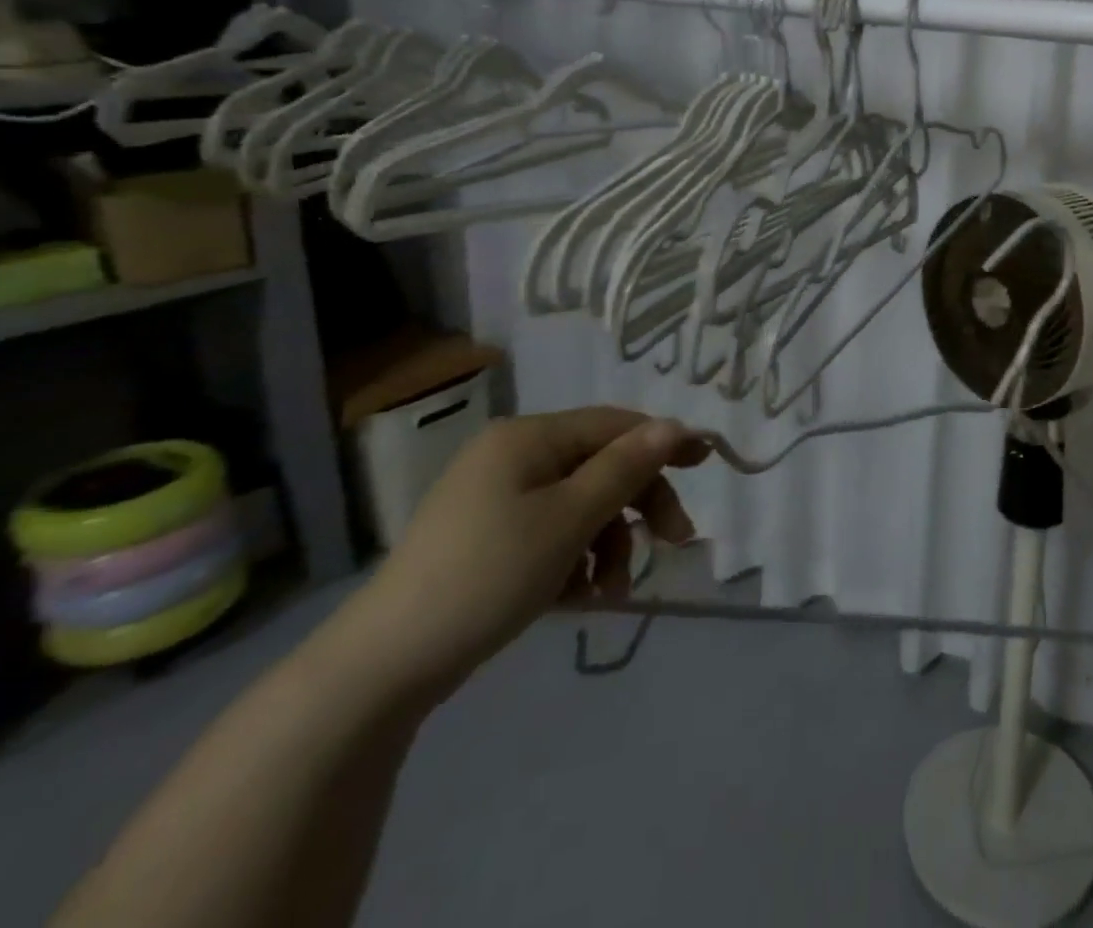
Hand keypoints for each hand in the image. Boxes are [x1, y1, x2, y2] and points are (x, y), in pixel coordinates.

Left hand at [337, 407, 708, 702]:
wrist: (384, 667)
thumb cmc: (489, 575)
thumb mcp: (570, 519)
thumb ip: (626, 468)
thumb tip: (675, 425)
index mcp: (528, 438)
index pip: (615, 424)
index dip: (664, 441)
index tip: (707, 464)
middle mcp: (513, 457)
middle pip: (601, 466)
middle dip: (638, 505)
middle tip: (673, 542)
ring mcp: (497, 499)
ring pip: (582, 505)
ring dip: (610, 544)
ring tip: (613, 592)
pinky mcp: (489, 539)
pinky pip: (554, 533)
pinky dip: (577, 560)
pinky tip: (581, 598)